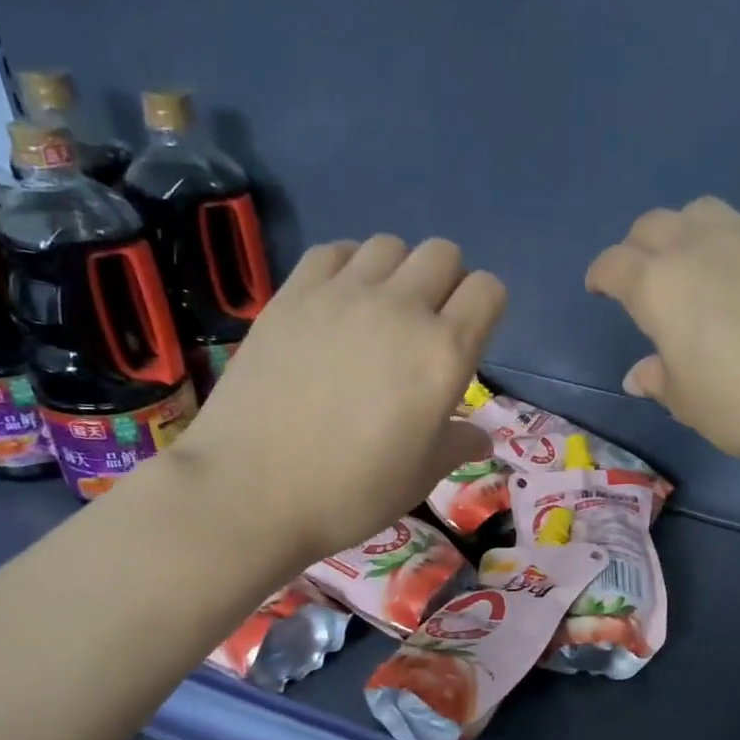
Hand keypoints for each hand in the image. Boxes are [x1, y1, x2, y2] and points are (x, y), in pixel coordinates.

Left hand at [171, 235, 503, 562]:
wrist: (252, 491)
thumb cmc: (351, 493)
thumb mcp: (419, 478)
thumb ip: (456, 445)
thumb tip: (480, 437)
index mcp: (443, 354)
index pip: (488, 291)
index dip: (485, 310)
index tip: (468, 339)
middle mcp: (400, 309)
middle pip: (441, 254)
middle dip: (446, 283)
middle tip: (425, 328)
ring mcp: (342, 295)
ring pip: (389, 245)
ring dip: (396, 272)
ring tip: (379, 314)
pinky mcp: (293, 294)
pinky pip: (334, 251)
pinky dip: (347, 268)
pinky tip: (336, 305)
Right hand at [587, 198, 739, 471]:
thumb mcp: (692, 405)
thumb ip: (661, 381)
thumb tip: (641, 374)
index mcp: (659, 287)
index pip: (614, 266)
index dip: (601, 276)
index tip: (600, 289)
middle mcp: (698, 246)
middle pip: (653, 225)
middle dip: (640, 247)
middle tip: (645, 277)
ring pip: (702, 210)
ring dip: (689, 232)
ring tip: (700, 263)